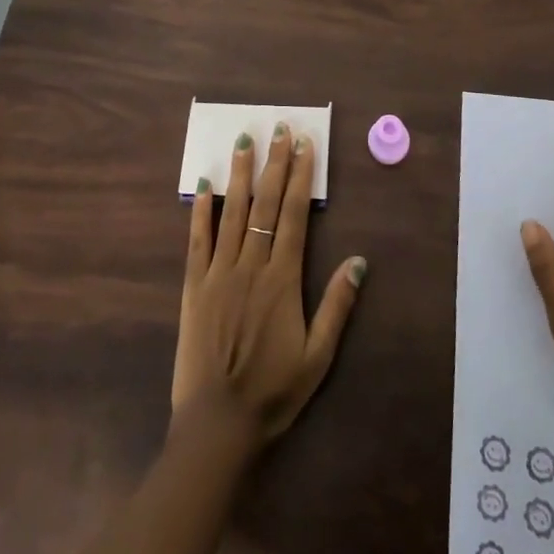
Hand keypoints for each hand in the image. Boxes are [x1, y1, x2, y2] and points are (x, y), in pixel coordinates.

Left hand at [172, 123, 366, 450]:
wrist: (218, 425)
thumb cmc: (273, 392)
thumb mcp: (318, 357)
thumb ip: (337, 306)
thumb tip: (359, 260)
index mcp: (282, 279)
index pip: (292, 215)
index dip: (299, 177)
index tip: (304, 146)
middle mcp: (250, 266)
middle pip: (264, 204)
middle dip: (273, 163)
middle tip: (279, 128)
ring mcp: (218, 273)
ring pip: (231, 213)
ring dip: (240, 175)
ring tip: (244, 141)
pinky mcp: (194, 287)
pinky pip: (197, 241)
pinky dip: (200, 211)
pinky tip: (203, 186)